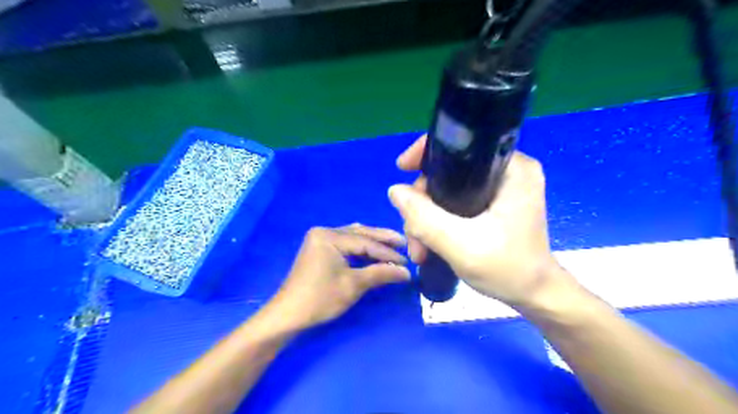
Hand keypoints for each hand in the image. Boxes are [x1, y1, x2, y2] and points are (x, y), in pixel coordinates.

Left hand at [269, 225, 409, 327]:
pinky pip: (345, 243)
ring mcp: (320, 239)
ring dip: (372, 242)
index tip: (407, 262)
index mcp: (329, 236)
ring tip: (393, 245)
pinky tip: (373, 250)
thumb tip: (407, 272)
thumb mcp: (353, 285)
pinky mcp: (320, 248)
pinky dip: (360, 247)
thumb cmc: (320, 299)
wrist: (288, 314)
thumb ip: (380, 274)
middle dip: (382, 240)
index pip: (365, 243)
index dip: (388, 253)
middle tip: (404, 243)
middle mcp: (324, 231)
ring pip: (353, 236)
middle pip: (360, 234)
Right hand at [388, 135, 562, 308]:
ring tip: (419, 249)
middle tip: (413, 233)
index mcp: (512, 169)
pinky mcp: (494, 204)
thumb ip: (425, 218)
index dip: (427, 153)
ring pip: (447, 189)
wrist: (533, 295)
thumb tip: (395, 191)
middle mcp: (507, 171)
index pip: (462, 144)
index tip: (402, 169)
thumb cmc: (508, 269)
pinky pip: (455, 202)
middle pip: (448, 171)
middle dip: (423, 202)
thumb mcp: (460, 245)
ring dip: (427, 217)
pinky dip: (438, 220)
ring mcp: (500, 188)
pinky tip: (428, 243)